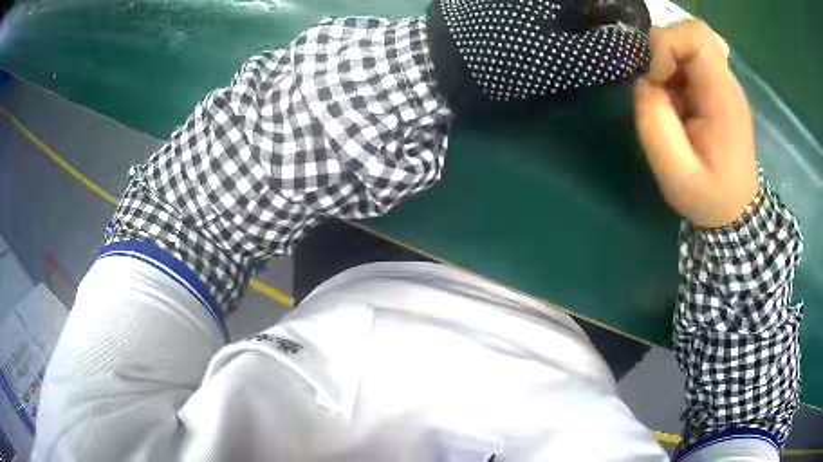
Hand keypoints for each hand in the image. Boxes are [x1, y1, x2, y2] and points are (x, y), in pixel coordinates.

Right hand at [633, 20, 758, 228]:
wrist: (736, 212)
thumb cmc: (710, 198)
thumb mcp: (676, 174)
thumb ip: (654, 123)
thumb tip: (644, 83)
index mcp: (723, 97)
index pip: (695, 35)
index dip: (665, 44)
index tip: (657, 79)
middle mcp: (726, 82)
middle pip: (690, 33)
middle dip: (663, 51)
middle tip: (660, 89)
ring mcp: (722, 84)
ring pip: (687, 44)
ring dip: (667, 66)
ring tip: (669, 104)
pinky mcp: (716, 89)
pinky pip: (689, 62)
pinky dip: (673, 75)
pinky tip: (677, 106)